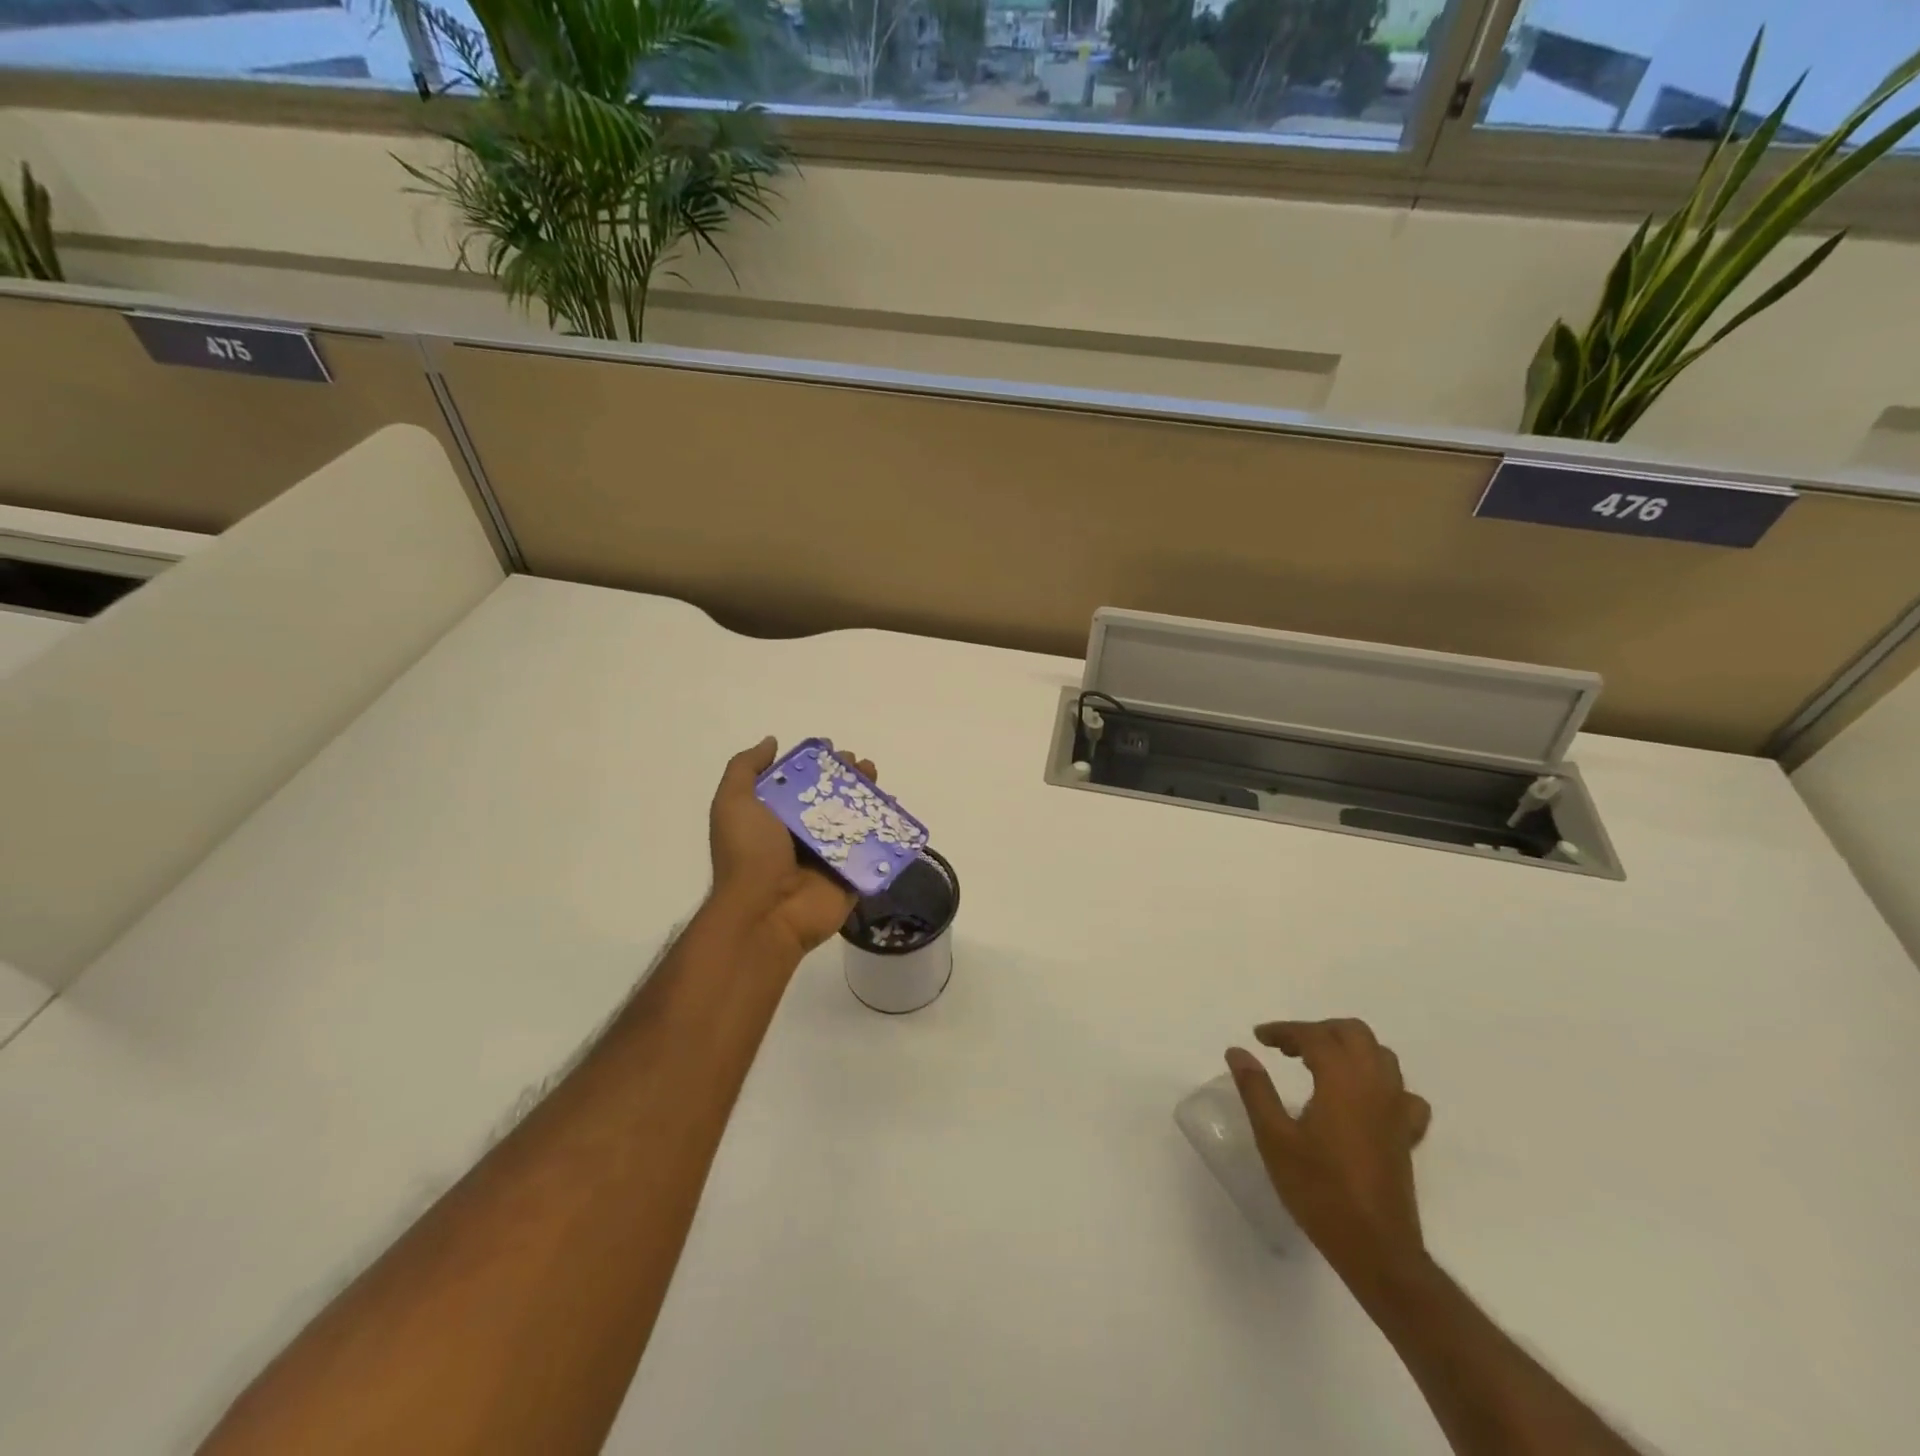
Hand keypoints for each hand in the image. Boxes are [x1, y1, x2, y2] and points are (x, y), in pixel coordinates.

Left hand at [708, 737, 875, 958]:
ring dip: (868, 797)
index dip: (816, 763)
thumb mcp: (733, 802)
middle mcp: (802, 834)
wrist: (765, 913)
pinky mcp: (851, 875)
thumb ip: (746, 768)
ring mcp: (828, 856)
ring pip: (854, 820)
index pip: (799, 783)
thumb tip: (772, 742)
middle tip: (861, 764)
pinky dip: (886, 831)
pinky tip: (894, 810)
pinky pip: (873, 850)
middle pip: (831, 798)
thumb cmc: (749, 854)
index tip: (832, 748)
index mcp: (774, 816)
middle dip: (847, 777)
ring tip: (876, 779)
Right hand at [1226, 1020, 1432, 1289]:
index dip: (1284, 1031)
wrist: (1375, 1249)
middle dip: (1319, 1031)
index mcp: (1342, 1080)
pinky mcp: (1407, 1134)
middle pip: (1354, 1033)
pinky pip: (1401, 1092)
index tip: (1259, 1038)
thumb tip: (1237, 1051)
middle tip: (1288, 1048)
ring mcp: (1396, 1109)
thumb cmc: (1319, 1190)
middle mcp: (1375, 1085)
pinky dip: (1379, 1082)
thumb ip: (1256, 1089)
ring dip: (1349, 1049)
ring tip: (1318, 1065)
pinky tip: (1361, 1099)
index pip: (1313, 1036)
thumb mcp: (1274, 1138)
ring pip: (1381, 1056)